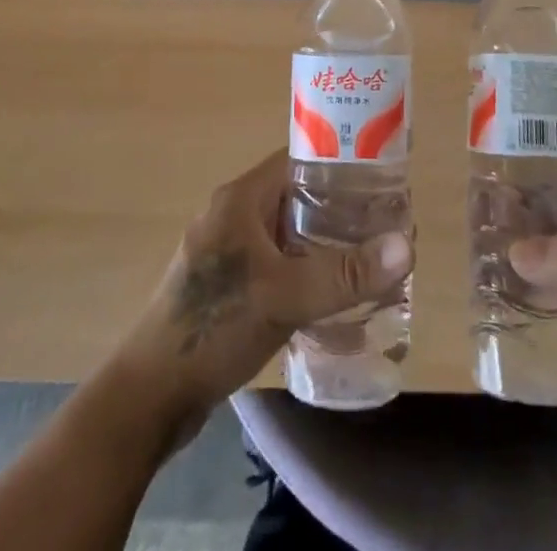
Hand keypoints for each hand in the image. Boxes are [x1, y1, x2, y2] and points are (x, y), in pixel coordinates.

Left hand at [114, 150, 412, 442]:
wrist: (150, 396)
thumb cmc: (215, 326)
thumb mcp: (286, 296)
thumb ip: (345, 273)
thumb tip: (406, 244)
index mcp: (240, 198)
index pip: (298, 160)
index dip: (338, 163)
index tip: (379, 179)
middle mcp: (232, 215)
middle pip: (295, 197)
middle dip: (338, 209)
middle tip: (381, 226)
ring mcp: (225, 252)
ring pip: (285, 234)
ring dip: (321, 244)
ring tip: (365, 260)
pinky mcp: (224, 286)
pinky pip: (274, 264)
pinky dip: (301, 271)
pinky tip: (328, 296)